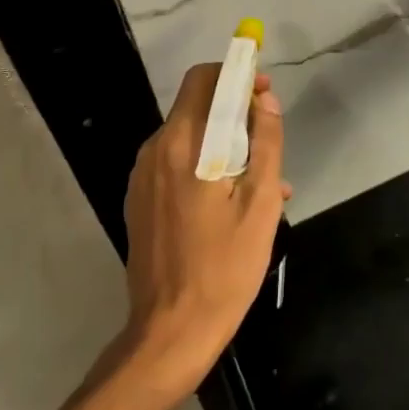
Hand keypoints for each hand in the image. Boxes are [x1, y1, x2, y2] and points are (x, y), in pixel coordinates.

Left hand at [115, 64, 288, 399]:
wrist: (170, 333)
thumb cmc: (224, 268)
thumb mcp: (261, 203)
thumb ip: (266, 143)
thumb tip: (265, 99)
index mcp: (181, 144)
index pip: (203, 79)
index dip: (237, 76)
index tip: (265, 93)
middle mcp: (154, 151)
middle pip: (196, 108)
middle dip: (235, 114)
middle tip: (269, 144)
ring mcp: (142, 178)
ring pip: (189, 139)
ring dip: (224, 145)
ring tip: (262, 183)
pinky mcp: (140, 201)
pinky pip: (177, 166)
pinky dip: (205, 168)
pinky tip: (233, 204)